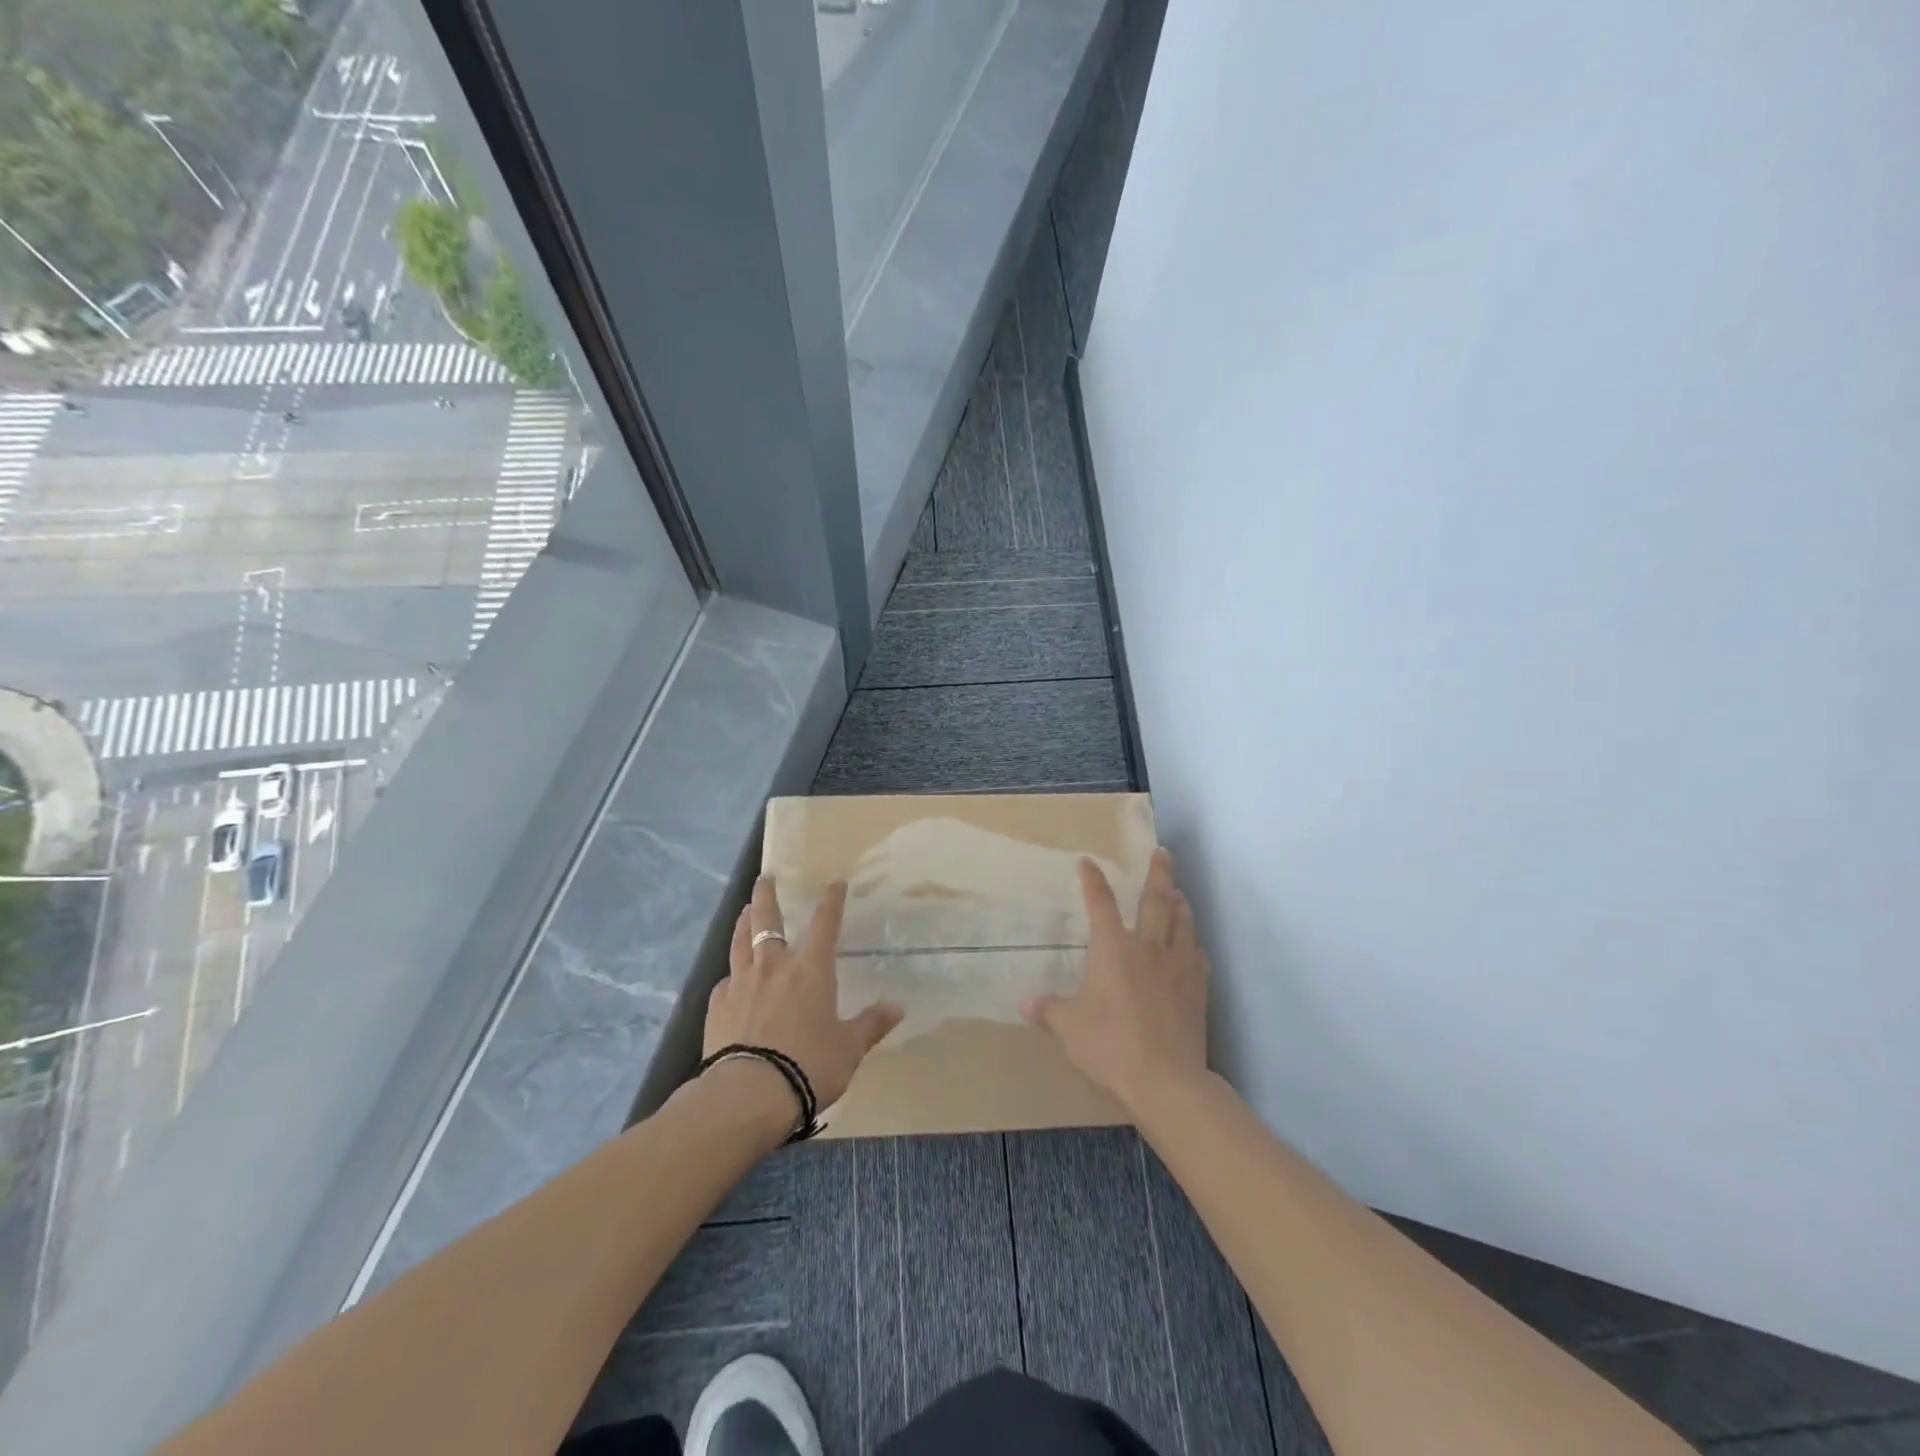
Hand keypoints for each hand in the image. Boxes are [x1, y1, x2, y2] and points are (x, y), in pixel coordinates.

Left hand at [704, 876, 903, 1113]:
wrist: (749, 1094)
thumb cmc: (809, 1065)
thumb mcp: (849, 1048)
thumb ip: (870, 1024)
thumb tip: (897, 1008)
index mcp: (811, 970)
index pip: (825, 923)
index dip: (831, 901)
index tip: (834, 883)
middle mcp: (774, 966)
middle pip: (767, 920)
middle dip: (767, 896)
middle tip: (765, 878)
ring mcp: (741, 983)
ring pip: (740, 942)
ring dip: (744, 923)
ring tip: (745, 911)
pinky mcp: (717, 1006)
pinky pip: (725, 982)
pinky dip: (731, 976)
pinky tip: (730, 981)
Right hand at [1022, 848, 1210, 1112]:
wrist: (1165, 1078)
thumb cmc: (1109, 1044)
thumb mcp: (1069, 1027)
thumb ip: (1049, 1011)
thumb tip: (1024, 1004)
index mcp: (1113, 948)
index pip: (1100, 903)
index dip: (1092, 881)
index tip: (1087, 862)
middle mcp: (1148, 947)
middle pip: (1155, 901)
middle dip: (1158, 874)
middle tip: (1164, 853)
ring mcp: (1178, 967)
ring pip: (1182, 923)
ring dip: (1180, 903)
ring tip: (1180, 891)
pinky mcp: (1198, 989)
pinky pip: (1199, 957)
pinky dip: (1195, 944)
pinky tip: (1195, 946)